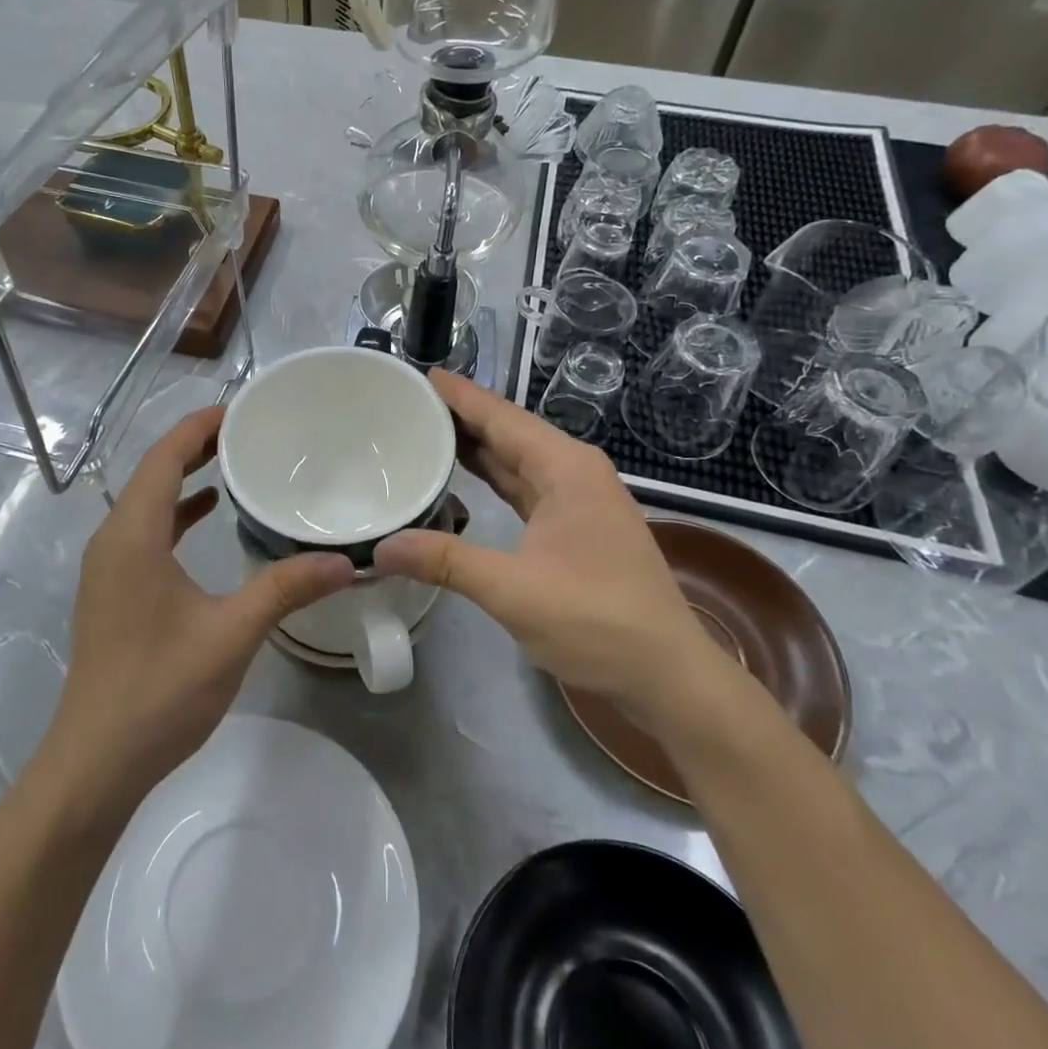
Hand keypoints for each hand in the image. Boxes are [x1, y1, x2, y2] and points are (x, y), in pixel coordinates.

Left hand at [41, 407, 355, 808]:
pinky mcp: (114, 591)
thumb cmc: (160, 690)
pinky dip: (176, 512)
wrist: (96, 762)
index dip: (198, 427)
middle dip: (195, 445)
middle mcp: (113, 540)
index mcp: (133, 535)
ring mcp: (109, 567)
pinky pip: (145, 531)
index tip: (241, 410)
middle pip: (152, 472)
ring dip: (183, 476)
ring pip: (147, 501)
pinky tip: (206, 516)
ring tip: (232, 461)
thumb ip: (285, 590)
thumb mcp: (231, 634)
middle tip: (247, 431)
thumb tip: (343, 561)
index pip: (164, 458)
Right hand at [373, 371, 726, 726]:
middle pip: (509, 431)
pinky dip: (492, 478)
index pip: (501, 417)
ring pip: (517, 459)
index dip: (460, 395)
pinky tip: (463, 478)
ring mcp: (579, 499)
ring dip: (475, 446)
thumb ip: (445, 562)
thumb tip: (380, 548)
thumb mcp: (513, 591)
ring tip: (425, 431)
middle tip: (407, 403)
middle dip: (461, 416)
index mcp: (565, 468)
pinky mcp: (576, 525)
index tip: (419, 374)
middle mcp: (574, 471)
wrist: (667, 674)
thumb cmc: (597, 621)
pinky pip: (525, 486)